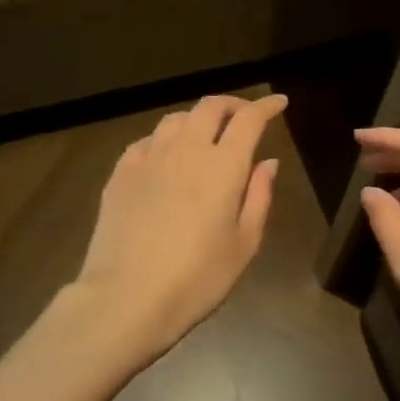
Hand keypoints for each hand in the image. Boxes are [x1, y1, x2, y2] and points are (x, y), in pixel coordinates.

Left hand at [76, 94, 285, 359]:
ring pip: (175, 119)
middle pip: (209, 108)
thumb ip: (259, 196)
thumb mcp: (244, 244)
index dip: (266, 106)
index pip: (248, 119)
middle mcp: (186, 150)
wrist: (127, 297)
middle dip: (232, 105)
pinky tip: (166, 157)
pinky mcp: (120, 173)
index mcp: (223, 166)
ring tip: (205, 135)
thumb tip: (268, 162)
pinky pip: (146, 141)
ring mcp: (148, 158)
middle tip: (244, 116)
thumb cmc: (197, 278)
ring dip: (197, 119)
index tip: (279, 103)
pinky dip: (164, 139)